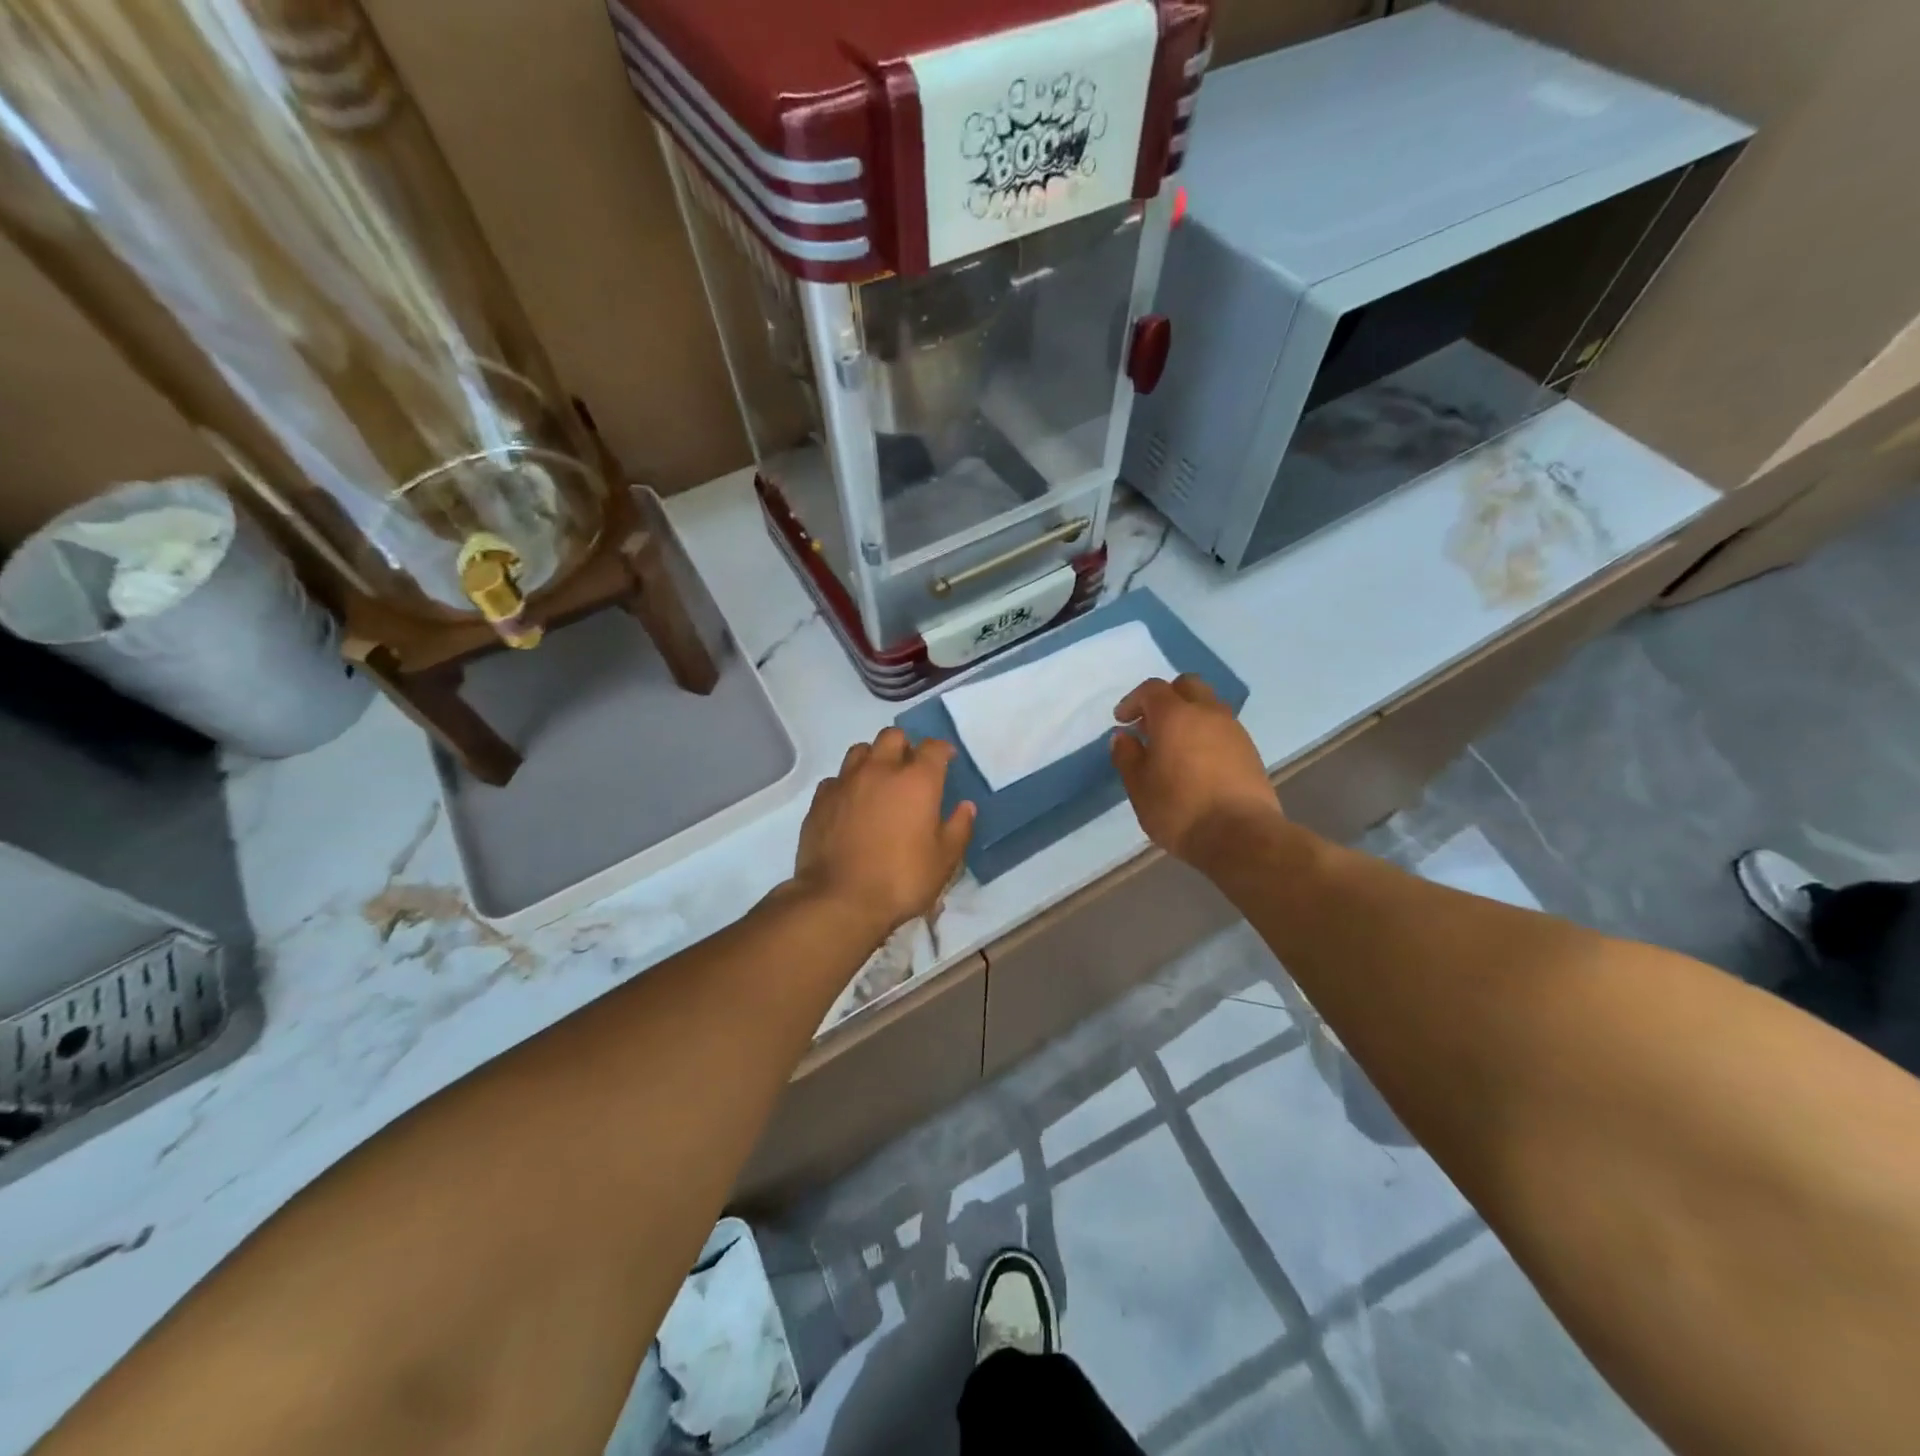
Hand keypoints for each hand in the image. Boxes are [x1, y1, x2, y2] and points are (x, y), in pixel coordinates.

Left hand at [793, 727, 974, 939]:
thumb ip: (958, 828)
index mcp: (917, 780)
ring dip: (873, 758)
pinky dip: (847, 784)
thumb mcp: (944, 860)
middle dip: (905, 746)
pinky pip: (836, 779)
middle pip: (893, 736)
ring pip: (860, 750)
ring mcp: (846, 782)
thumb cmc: (901, 879)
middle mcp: (880, 770)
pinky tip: (851, 804)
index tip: (947, 760)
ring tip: (879, 781)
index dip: (943, 750)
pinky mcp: (820, 800)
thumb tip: (966, 806)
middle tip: (910, 769)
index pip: (933, 747)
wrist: (840, 899)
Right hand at [1110, 675, 1282, 864]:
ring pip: (1208, 706)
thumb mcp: (1139, 787)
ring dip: (1189, 716)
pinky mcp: (1250, 750)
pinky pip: (1223, 728)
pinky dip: (1206, 734)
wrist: (1241, 836)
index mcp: (1175, 716)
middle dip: (1166, 698)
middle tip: (1150, 725)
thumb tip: (1123, 737)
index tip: (1122, 721)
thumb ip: (1127, 756)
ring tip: (1174, 747)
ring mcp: (1233, 730)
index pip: (1152, 689)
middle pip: (1186, 686)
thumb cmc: (1179, 810)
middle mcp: (1207, 712)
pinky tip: (1197, 763)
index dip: (1133, 701)